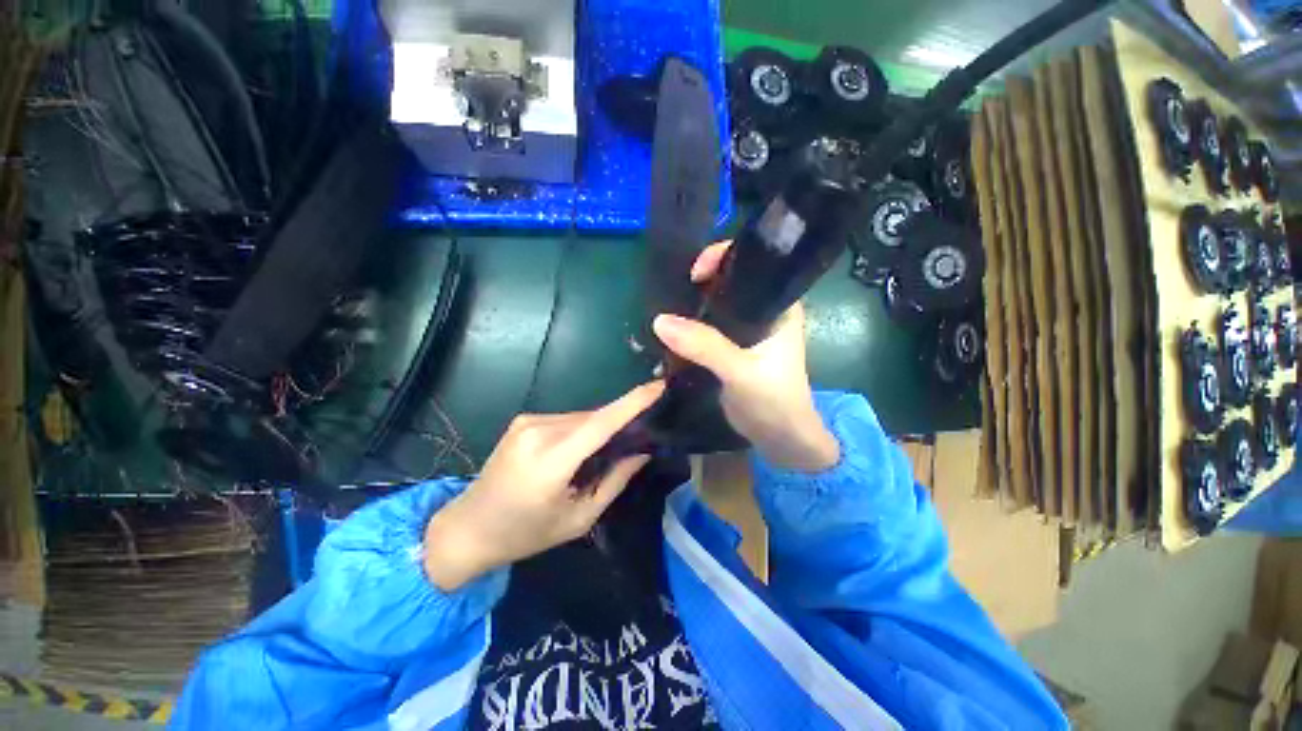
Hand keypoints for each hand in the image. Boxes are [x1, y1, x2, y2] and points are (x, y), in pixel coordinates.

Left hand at [422, 381, 663, 590]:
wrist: (468, 527)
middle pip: (594, 418)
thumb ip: (615, 481)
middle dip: (620, 421)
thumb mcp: (578, 518)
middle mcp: (538, 431)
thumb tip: (643, 452)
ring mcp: (527, 421)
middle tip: (640, 437)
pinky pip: (567, 419)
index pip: (601, 423)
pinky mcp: (524, 419)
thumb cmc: (525, 533)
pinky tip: (581, 449)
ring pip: (582, 417)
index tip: (660, 386)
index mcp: (550, 461)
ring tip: (606, 451)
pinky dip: (582, 429)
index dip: (633, 402)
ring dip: (599, 428)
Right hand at [652, 241, 838, 473]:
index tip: (694, 274)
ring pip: (714, 308)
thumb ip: (705, 346)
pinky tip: (670, 333)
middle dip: (700, 284)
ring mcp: (746, 332)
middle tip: (673, 293)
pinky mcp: (730, 350)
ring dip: (692, 308)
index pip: (752, 265)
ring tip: (667, 312)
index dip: (722, 258)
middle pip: (728, 284)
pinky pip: (706, 330)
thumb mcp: (741, 372)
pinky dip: (689, 329)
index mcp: (779, 306)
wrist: (780, 440)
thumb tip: (660, 321)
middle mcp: (763, 312)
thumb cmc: (774, 401)